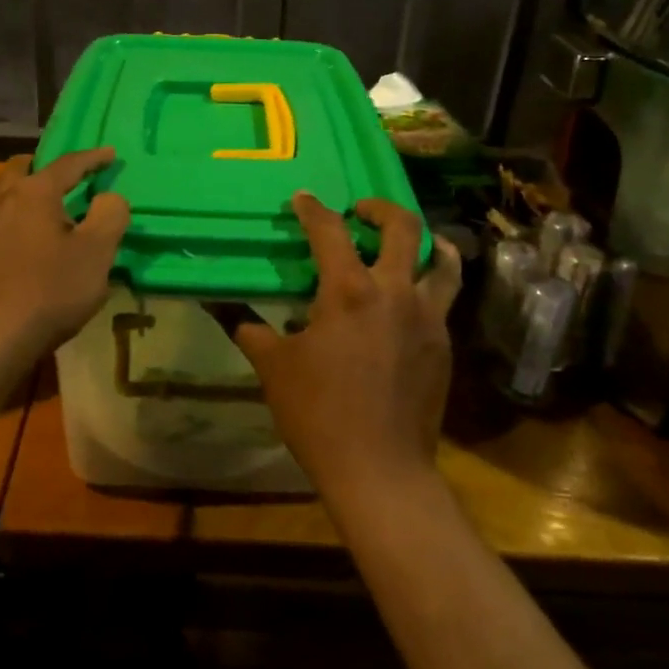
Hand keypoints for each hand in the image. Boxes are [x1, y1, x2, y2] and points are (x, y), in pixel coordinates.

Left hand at [0, 148, 129, 362]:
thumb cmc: (50, 290)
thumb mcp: (96, 253)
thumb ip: (110, 215)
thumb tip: (109, 197)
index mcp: (35, 192)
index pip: (68, 164)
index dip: (93, 158)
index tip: (110, 155)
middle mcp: (3, 200)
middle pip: (25, 170)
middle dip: (49, 169)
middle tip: (71, 179)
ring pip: (8, 195)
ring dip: (31, 195)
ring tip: (55, 213)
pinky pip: (1, 221)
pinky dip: (20, 220)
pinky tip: (33, 243)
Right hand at [228, 194, 460, 494]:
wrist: (379, 469)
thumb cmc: (318, 414)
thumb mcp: (274, 368)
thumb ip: (251, 331)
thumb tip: (225, 311)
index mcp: (348, 291)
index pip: (330, 231)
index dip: (313, 209)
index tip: (303, 199)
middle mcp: (395, 292)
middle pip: (403, 227)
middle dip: (380, 208)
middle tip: (361, 211)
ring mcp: (427, 318)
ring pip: (442, 261)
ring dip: (426, 241)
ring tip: (410, 242)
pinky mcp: (443, 345)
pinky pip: (443, 300)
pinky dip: (429, 285)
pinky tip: (408, 301)